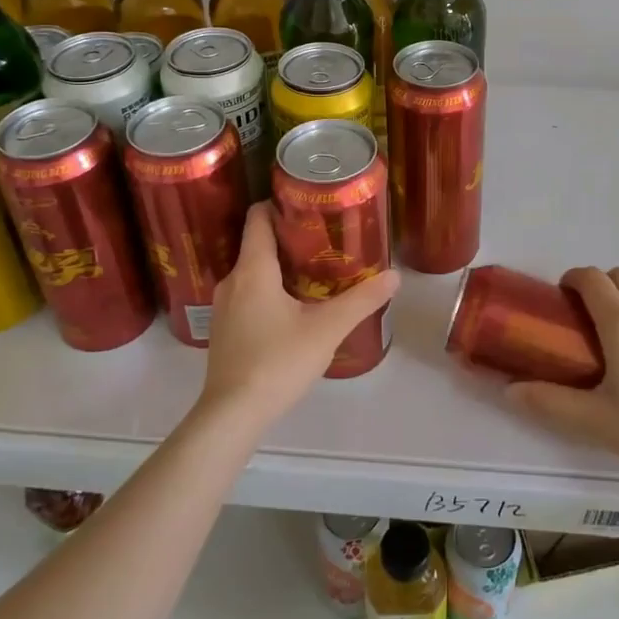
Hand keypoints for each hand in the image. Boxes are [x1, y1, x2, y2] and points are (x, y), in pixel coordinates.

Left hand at [198, 203, 399, 428]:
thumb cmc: (277, 362)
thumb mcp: (327, 329)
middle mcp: (232, 280)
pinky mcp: (224, 329)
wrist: (232, 415)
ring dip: (280, 266)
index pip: (257, 217)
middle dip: (289, 237)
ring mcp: (224, 307)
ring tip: (315, 270)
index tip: (308, 203)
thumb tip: (395, 275)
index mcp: (253, 269)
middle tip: (325, 237)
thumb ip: (362, 300)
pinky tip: (294, 306)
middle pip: (257, 243)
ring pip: (253, 271)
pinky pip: (248, 294)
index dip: (279, 203)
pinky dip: (269, 289)